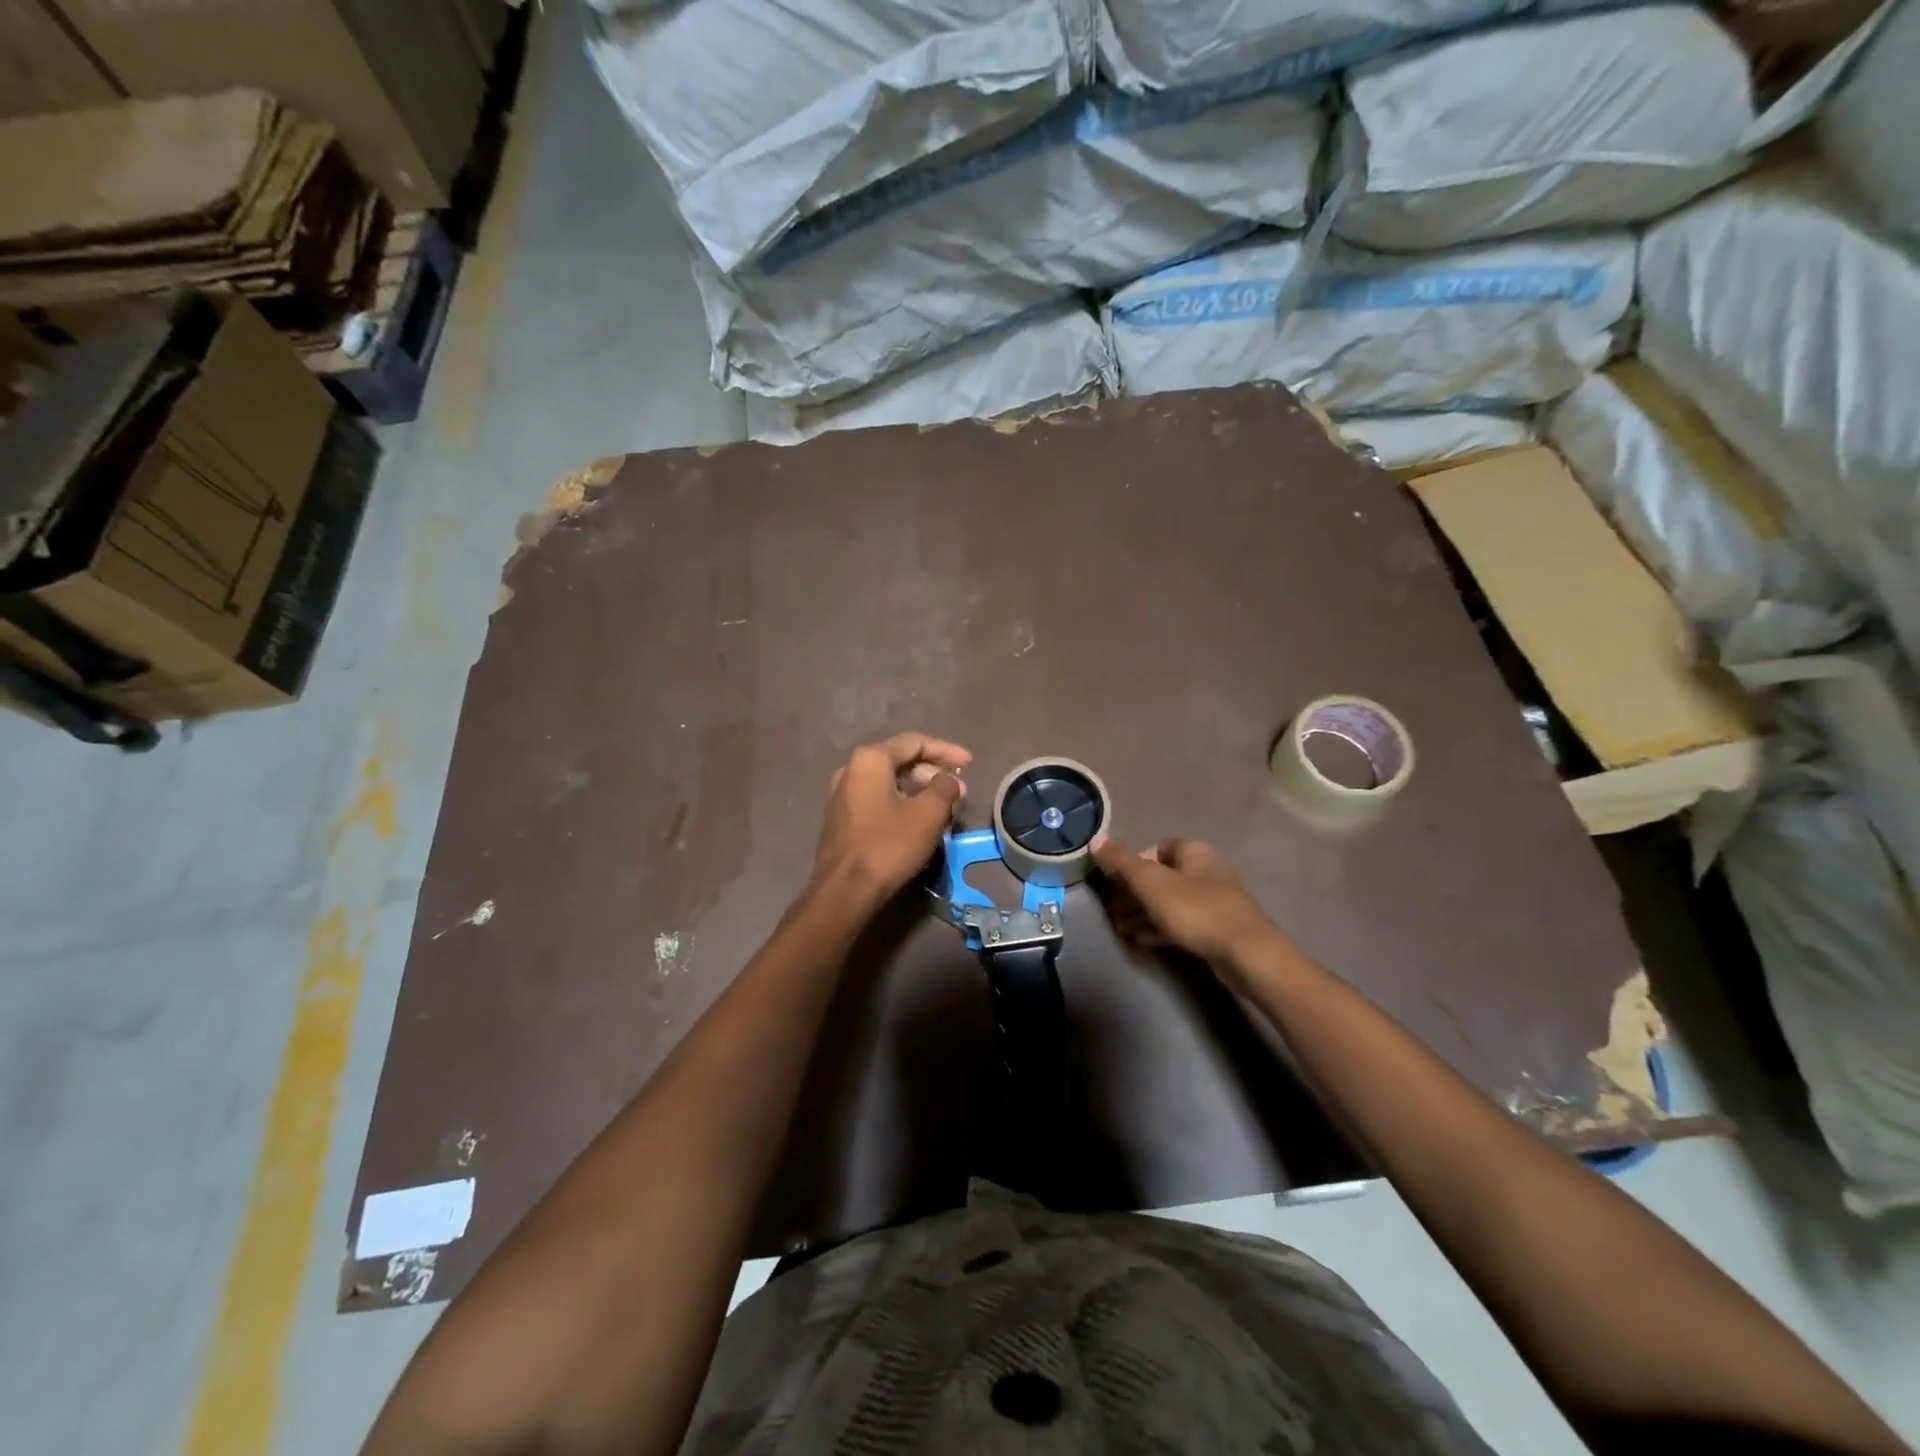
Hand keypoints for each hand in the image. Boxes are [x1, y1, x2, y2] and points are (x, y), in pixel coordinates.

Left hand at [811, 732, 971, 905]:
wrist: (845, 891)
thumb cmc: (889, 846)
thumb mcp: (928, 814)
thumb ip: (944, 787)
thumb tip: (948, 778)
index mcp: (870, 760)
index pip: (915, 742)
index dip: (946, 750)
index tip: (970, 763)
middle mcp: (851, 770)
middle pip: (900, 760)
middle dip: (933, 772)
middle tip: (959, 790)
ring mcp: (842, 794)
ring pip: (889, 781)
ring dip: (919, 789)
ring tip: (943, 806)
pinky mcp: (841, 818)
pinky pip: (878, 799)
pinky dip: (901, 802)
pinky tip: (918, 820)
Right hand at [1092, 836, 1280, 966]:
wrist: (1246, 954)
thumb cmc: (1195, 911)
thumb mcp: (1151, 883)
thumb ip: (1121, 861)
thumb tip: (1095, 839)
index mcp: (1194, 852)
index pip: (1157, 848)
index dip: (1133, 862)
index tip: (1114, 882)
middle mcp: (1206, 871)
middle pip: (1162, 876)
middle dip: (1134, 892)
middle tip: (1112, 909)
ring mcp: (1215, 901)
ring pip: (1170, 902)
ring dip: (1144, 912)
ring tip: (1120, 928)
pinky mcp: (1218, 929)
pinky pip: (1182, 923)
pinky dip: (1160, 928)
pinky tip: (1141, 939)